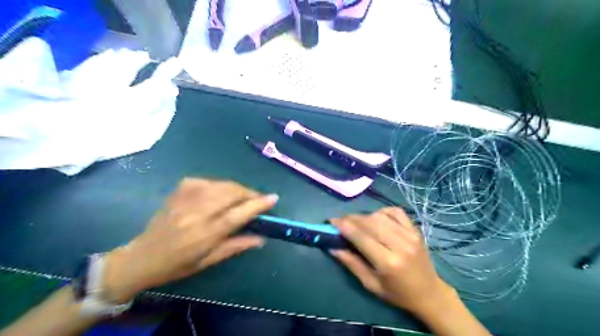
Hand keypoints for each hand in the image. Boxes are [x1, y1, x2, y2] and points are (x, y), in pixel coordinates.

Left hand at [102, 180, 276, 302]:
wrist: (141, 257)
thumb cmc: (177, 265)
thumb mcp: (208, 261)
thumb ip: (236, 246)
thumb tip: (261, 238)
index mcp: (204, 234)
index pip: (237, 215)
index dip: (258, 204)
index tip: (273, 198)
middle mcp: (196, 213)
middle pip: (231, 193)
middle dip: (249, 193)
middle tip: (257, 198)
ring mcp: (185, 199)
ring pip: (220, 184)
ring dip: (236, 188)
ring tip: (242, 195)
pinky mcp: (178, 191)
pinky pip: (205, 181)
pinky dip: (218, 185)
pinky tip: (219, 192)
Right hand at [328, 208, 454, 313]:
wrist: (430, 293)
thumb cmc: (397, 293)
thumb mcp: (371, 285)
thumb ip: (351, 264)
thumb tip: (332, 247)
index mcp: (388, 262)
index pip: (361, 236)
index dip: (344, 226)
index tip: (331, 221)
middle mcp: (400, 245)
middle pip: (369, 222)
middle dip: (351, 219)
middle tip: (341, 222)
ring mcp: (410, 235)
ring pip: (380, 215)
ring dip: (364, 216)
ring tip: (356, 222)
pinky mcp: (416, 230)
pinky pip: (395, 211)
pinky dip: (382, 211)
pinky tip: (376, 218)